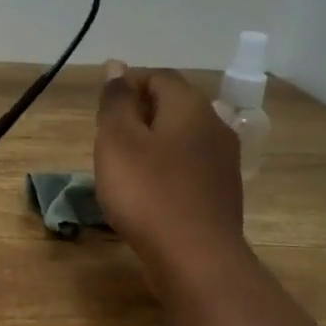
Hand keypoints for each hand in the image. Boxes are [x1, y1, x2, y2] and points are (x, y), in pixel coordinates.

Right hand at [94, 61, 245, 278]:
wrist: (197, 259)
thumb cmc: (148, 193)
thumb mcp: (117, 141)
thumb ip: (116, 101)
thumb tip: (117, 66)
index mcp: (190, 107)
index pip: (158, 76)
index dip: (127, 85)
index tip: (101, 112)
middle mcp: (215, 125)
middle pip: (173, 105)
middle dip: (138, 114)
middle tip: (108, 141)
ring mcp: (223, 161)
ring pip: (181, 136)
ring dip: (152, 143)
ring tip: (124, 167)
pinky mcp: (222, 191)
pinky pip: (189, 165)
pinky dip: (166, 168)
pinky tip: (148, 192)